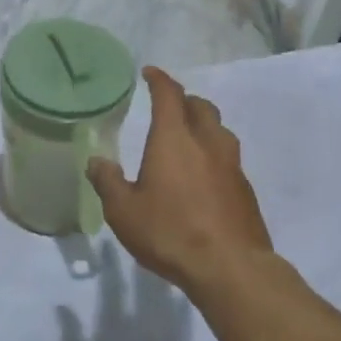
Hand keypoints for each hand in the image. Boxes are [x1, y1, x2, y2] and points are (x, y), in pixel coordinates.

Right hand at [87, 67, 273, 296]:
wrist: (230, 267)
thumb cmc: (170, 233)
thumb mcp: (124, 212)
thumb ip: (108, 182)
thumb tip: (96, 161)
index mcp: (175, 139)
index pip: (169, 95)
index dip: (159, 79)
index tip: (149, 73)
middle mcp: (207, 143)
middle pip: (200, 107)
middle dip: (184, 100)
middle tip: (168, 106)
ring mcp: (232, 165)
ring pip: (219, 130)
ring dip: (203, 125)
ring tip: (188, 137)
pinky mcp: (245, 188)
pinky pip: (228, 157)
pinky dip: (214, 153)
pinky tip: (204, 174)